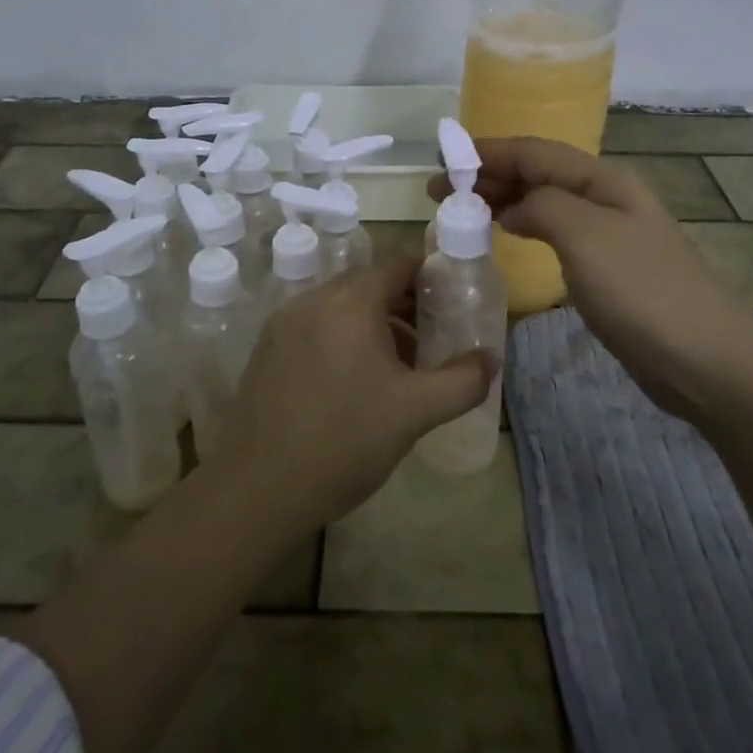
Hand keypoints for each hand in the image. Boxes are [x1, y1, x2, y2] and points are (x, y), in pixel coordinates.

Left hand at [217, 257, 494, 534]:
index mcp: (351, 302)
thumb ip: (463, 380)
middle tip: (429, 337)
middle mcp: (314, 299)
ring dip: (371, 322)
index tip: (450, 303)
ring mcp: (284, 323)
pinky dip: (340, 337)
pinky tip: (352, 381)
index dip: (429, 278)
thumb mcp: (416, 411)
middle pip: (367, 284)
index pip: (398, 265)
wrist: (262, 487)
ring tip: (396, 365)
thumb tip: (491, 357)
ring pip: (339, 306)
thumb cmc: (346, 440)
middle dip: (402, 304)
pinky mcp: (266, 349)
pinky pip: (314, 326)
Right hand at [430, 137, 752, 424]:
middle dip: (489, 175)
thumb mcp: (586, 236)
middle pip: (538, 174)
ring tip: (462, 209)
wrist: (707, 361)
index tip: (444, 159)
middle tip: (440, 190)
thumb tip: (515, 208)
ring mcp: (609, 235)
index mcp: (603, 180)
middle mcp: (606, 198)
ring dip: (504, 200)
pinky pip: (555, 234)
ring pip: (545, 203)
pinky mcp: (608, 270)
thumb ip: (542, 206)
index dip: (488, 151)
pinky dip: (524, 228)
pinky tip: (506, 235)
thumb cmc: (643, 291)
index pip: (535, 151)